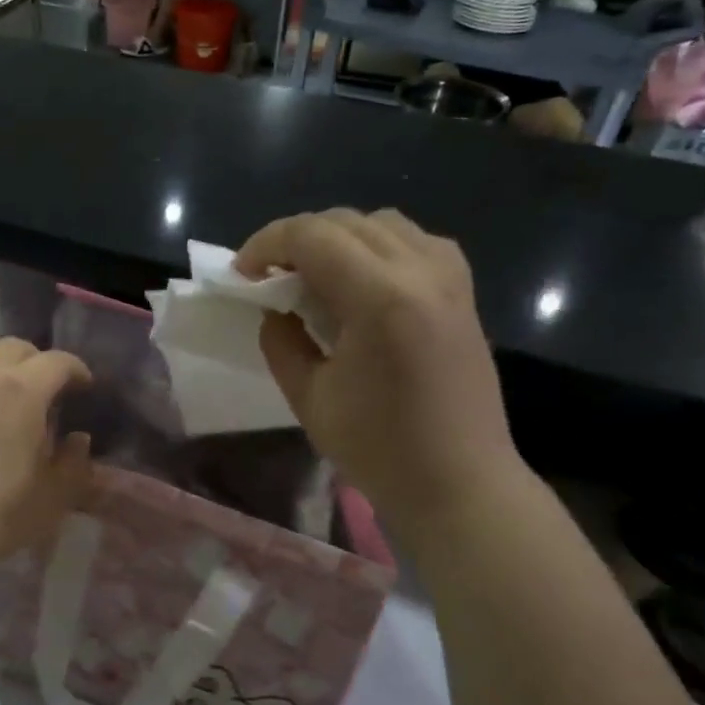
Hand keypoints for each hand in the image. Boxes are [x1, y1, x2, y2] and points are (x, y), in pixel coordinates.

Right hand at [235, 209, 521, 540]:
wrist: (460, 483)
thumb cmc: (379, 450)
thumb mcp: (309, 398)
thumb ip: (281, 340)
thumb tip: (274, 307)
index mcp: (380, 298)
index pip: (312, 236)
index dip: (266, 244)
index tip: (241, 274)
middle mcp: (421, 271)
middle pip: (344, 221)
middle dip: (295, 239)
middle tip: (268, 276)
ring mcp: (450, 277)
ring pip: (382, 223)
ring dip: (337, 238)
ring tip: (313, 275)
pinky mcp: (463, 291)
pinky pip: (415, 241)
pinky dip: (378, 247)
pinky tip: (363, 281)